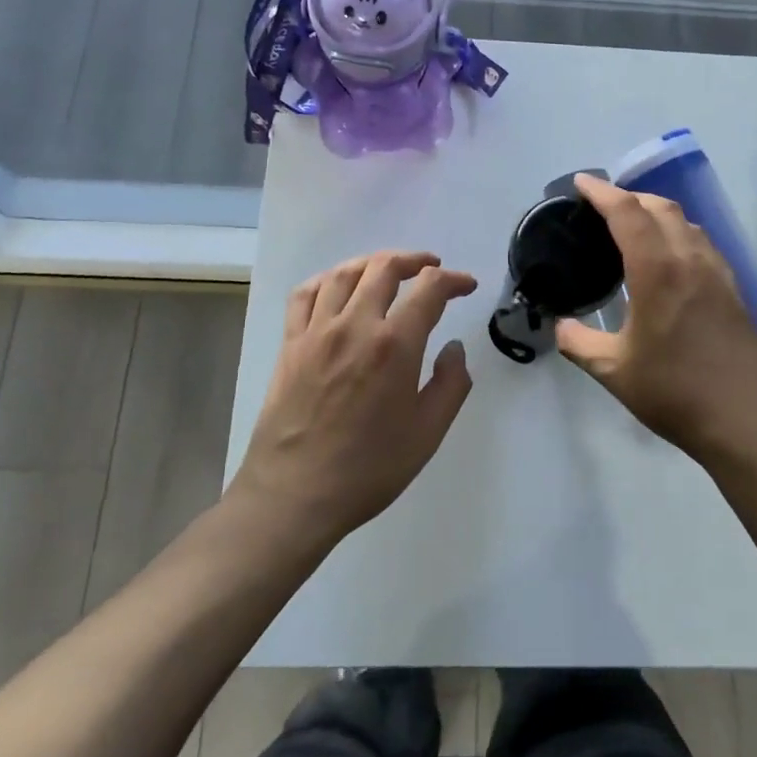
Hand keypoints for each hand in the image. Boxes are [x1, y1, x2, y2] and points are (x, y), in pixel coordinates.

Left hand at [233, 251, 477, 546]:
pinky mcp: (290, 344)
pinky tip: (338, 287)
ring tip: (389, 270)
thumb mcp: (428, 434)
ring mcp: (317, 331)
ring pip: (345, 273)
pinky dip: (327, 279)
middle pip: (384, 267)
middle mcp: (355, 325)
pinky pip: (305, 294)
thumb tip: (453, 347)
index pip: (429, 289)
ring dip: (373, 263)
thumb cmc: (368, 470)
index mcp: (395, 345)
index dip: (453, 280)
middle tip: (431, 269)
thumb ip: (451, 384)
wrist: (294, 496)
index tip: (466, 286)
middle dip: (415, 260)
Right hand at [558, 174, 756, 472]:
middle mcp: (690, 259)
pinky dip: (678, 232)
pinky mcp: (733, 288)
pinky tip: (669, 256)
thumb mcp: (613, 371)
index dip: (602, 192)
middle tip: (602, 205)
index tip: (581, 183)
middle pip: (660, 207)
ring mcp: (717, 272)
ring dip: (657, 211)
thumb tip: (560, 326)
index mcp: (658, 271)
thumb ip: (579, 342)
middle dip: (629, 196)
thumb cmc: (673, 392)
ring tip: (633, 224)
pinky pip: (702, 242)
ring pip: (686, 222)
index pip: (627, 213)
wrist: (744, 419)